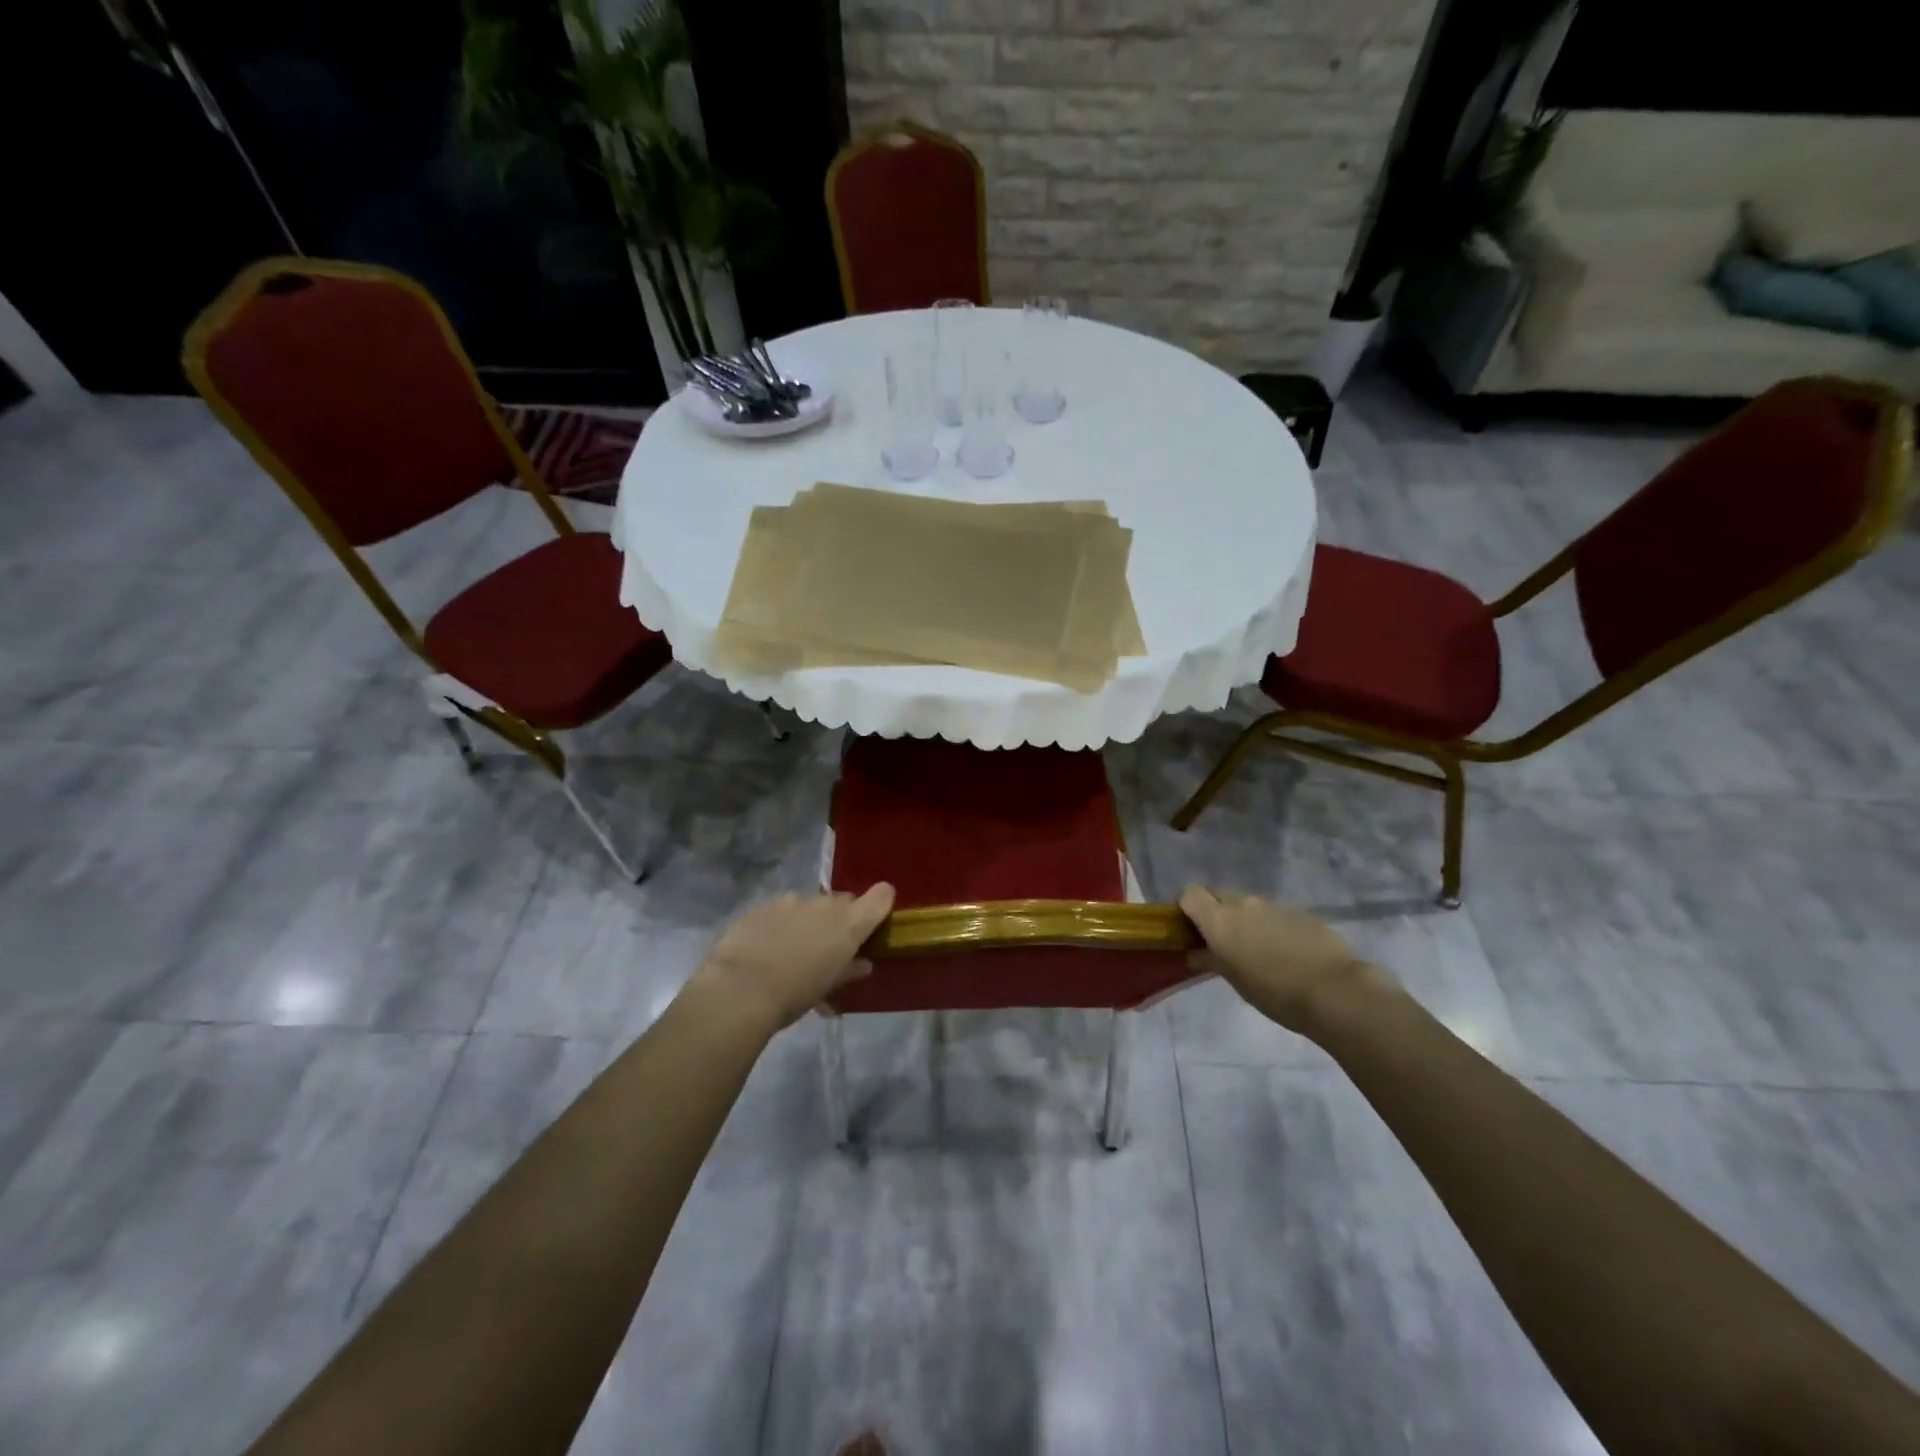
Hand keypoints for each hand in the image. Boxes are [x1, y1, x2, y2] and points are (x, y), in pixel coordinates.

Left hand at [691, 885, 895, 1030]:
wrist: (740, 989)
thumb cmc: (795, 994)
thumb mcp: (828, 987)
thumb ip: (849, 970)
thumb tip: (863, 964)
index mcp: (848, 923)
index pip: (881, 896)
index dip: (882, 902)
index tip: (875, 919)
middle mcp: (824, 904)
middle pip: (843, 901)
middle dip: (840, 919)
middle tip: (829, 946)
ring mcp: (791, 901)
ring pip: (809, 905)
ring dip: (808, 920)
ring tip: (792, 949)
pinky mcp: (763, 905)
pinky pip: (780, 910)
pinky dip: (780, 923)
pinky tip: (766, 947)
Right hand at [1180, 887, 1384, 1033]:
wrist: (1335, 991)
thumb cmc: (1274, 992)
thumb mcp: (1235, 980)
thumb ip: (1211, 960)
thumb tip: (1194, 953)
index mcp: (1219, 919)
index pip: (1190, 893)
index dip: (1187, 908)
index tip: (1191, 930)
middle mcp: (1244, 903)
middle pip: (1217, 893)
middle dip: (1214, 910)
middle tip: (1220, 940)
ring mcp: (1275, 905)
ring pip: (1248, 904)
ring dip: (1244, 919)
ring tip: (1257, 950)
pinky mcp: (1301, 913)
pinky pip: (1275, 913)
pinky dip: (1272, 926)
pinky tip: (1286, 953)